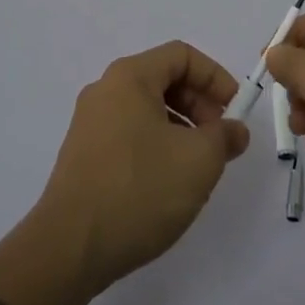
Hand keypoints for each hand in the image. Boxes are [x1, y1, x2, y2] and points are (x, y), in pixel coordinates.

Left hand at [32, 41, 250, 295]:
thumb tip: (234, 130)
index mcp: (129, 77)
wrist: (69, 249)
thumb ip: (224, 137)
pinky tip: (168, 184)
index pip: (181, 55)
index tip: (235, 112)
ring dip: (181, 129)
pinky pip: (130, 135)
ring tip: (199, 167)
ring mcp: (90, 124)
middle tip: (221, 141)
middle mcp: (105, 91)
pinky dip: (157, 146)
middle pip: (163, 80)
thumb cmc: (139, 190)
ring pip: (147, 110)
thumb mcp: (198, 160)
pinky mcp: (84, 157)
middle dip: (200, 105)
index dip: (215, 77)